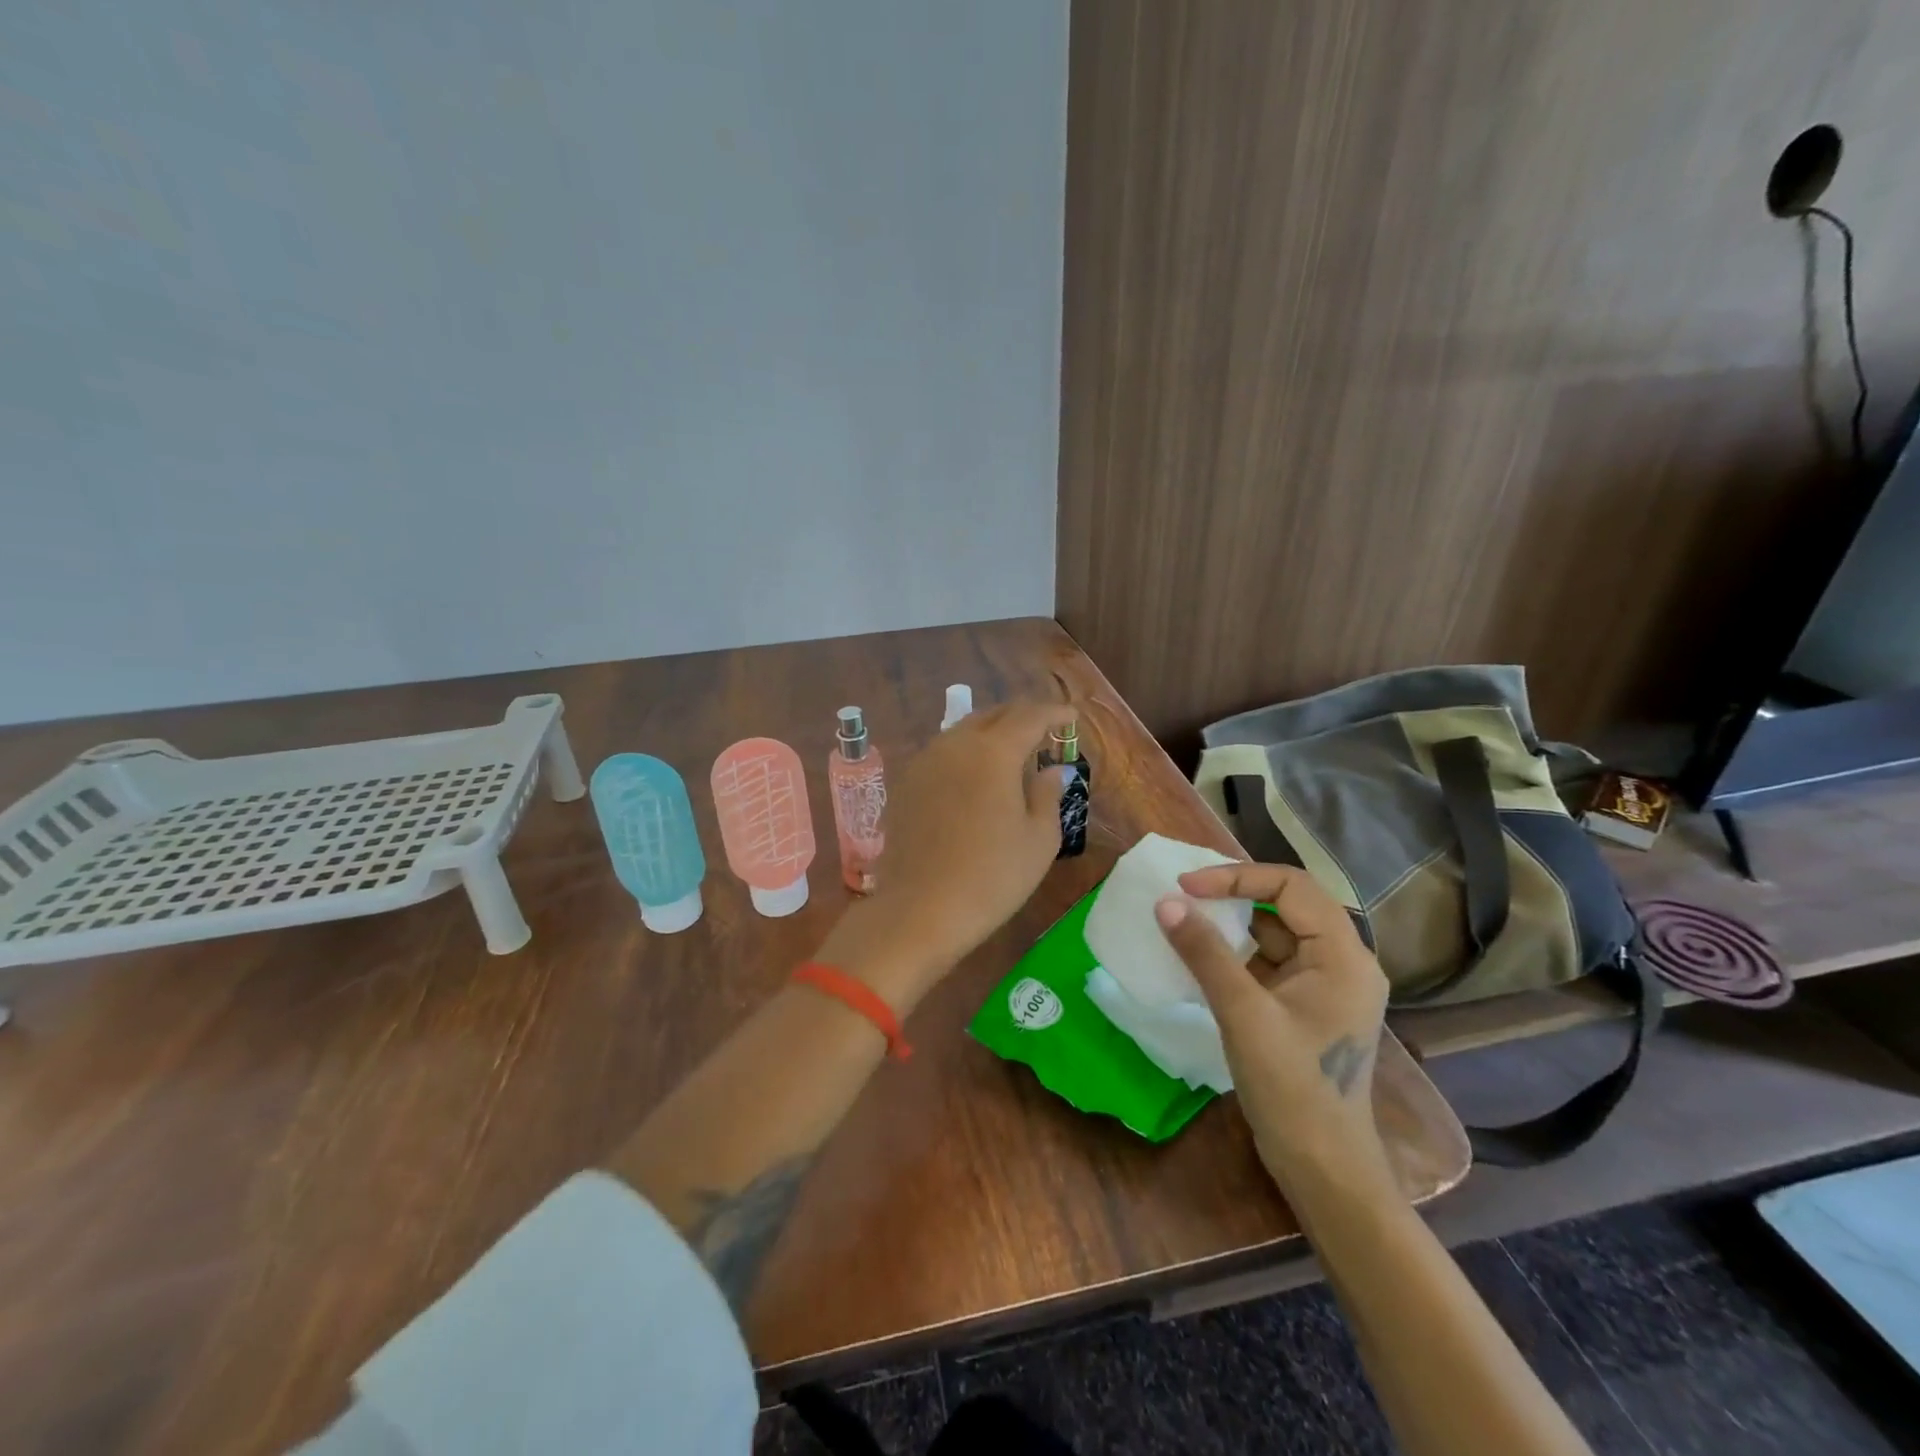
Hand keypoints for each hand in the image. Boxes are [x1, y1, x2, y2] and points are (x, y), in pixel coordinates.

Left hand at [819, 703, 1074, 1007]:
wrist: (920, 910)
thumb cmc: (992, 877)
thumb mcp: (1039, 840)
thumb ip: (1048, 794)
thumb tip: (1052, 769)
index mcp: (993, 751)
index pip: (1029, 715)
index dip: (1054, 712)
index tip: (1072, 716)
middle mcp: (955, 744)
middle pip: (993, 715)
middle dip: (1022, 717)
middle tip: (1044, 730)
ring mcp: (925, 761)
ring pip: (964, 730)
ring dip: (992, 733)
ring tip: (1012, 752)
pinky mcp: (906, 783)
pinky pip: (943, 752)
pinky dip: (967, 752)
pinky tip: (976, 775)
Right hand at [1153, 863, 1391, 1194]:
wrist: (1322, 1168)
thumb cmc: (1293, 1088)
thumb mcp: (1244, 1014)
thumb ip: (1205, 953)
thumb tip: (1166, 903)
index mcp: (1343, 956)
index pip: (1291, 886)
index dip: (1236, 877)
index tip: (1186, 886)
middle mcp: (1342, 962)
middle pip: (1286, 904)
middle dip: (1233, 894)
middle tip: (1183, 894)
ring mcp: (1325, 986)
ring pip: (1275, 933)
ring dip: (1232, 924)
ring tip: (1185, 919)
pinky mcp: (1306, 1007)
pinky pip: (1269, 962)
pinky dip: (1235, 953)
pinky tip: (1201, 956)